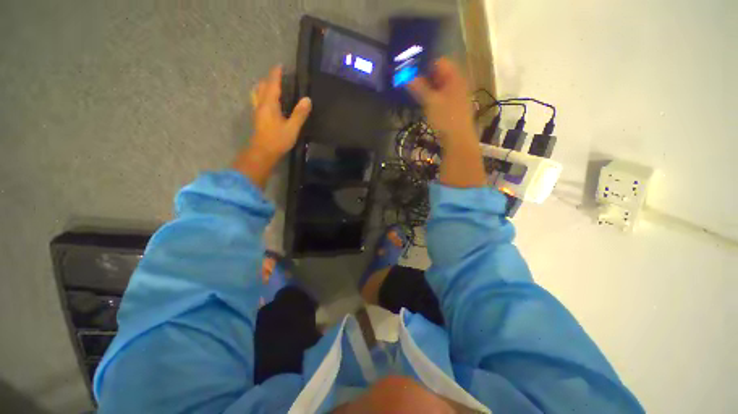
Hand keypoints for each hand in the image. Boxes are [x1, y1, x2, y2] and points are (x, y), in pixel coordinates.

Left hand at [249, 65, 311, 157]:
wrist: (263, 152)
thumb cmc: (277, 140)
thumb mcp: (292, 127)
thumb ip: (299, 113)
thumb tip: (307, 99)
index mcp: (269, 104)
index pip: (272, 84)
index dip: (276, 74)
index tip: (280, 65)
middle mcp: (261, 104)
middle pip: (262, 86)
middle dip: (269, 79)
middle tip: (279, 77)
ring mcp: (257, 111)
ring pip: (258, 92)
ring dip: (264, 86)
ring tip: (273, 86)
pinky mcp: (258, 117)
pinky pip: (258, 100)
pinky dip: (263, 95)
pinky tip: (269, 101)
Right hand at [407, 58, 476, 145]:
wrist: (458, 138)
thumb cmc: (445, 118)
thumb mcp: (430, 102)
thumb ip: (419, 88)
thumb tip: (406, 77)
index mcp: (454, 77)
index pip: (440, 62)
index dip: (426, 66)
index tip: (413, 75)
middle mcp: (458, 83)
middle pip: (441, 74)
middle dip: (426, 78)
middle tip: (414, 87)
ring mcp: (458, 95)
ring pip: (441, 86)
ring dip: (429, 89)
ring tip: (419, 97)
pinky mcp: (455, 106)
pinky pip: (443, 96)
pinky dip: (435, 98)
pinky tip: (428, 106)